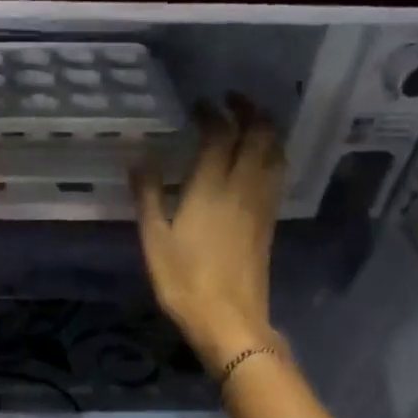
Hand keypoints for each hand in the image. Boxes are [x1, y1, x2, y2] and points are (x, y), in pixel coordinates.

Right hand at [133, 96, 286, 370]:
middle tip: (230, 100)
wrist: (230, 317)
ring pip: (275, 151)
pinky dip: (271, 153)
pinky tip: (260, 158)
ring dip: (266, 128)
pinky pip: (277, 173)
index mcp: (212, 187)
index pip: (220, 134)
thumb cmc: (185, 280)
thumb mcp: (155, 240)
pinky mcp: (269, 220)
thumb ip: (148, 196)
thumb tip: (139, 160)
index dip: (211, 114)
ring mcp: (262, 203)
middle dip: (248, 110)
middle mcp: (243, 186)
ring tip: (249, 120)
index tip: (199, 105)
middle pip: (259, 134)